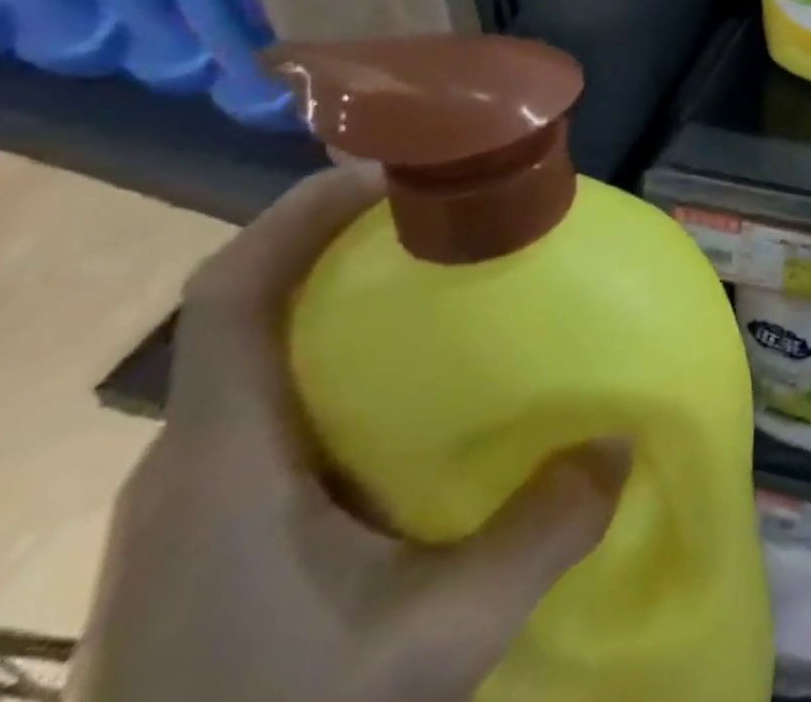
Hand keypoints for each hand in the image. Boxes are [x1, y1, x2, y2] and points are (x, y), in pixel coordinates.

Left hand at [70, 164, 629, 701]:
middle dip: (339, 243)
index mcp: (224, 457)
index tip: (393, 167)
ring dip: (338, 303)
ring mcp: (190, 501)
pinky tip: (405, 398)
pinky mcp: (203, 535)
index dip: (302, 213)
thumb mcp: (432, 642)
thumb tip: (620, 443)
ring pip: (260, 358)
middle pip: (251, 307)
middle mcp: (192, 459)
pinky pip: (271, 408)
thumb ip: (538, 534)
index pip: (232, 292)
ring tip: (438, 286)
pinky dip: (334, 365)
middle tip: (444, 216)